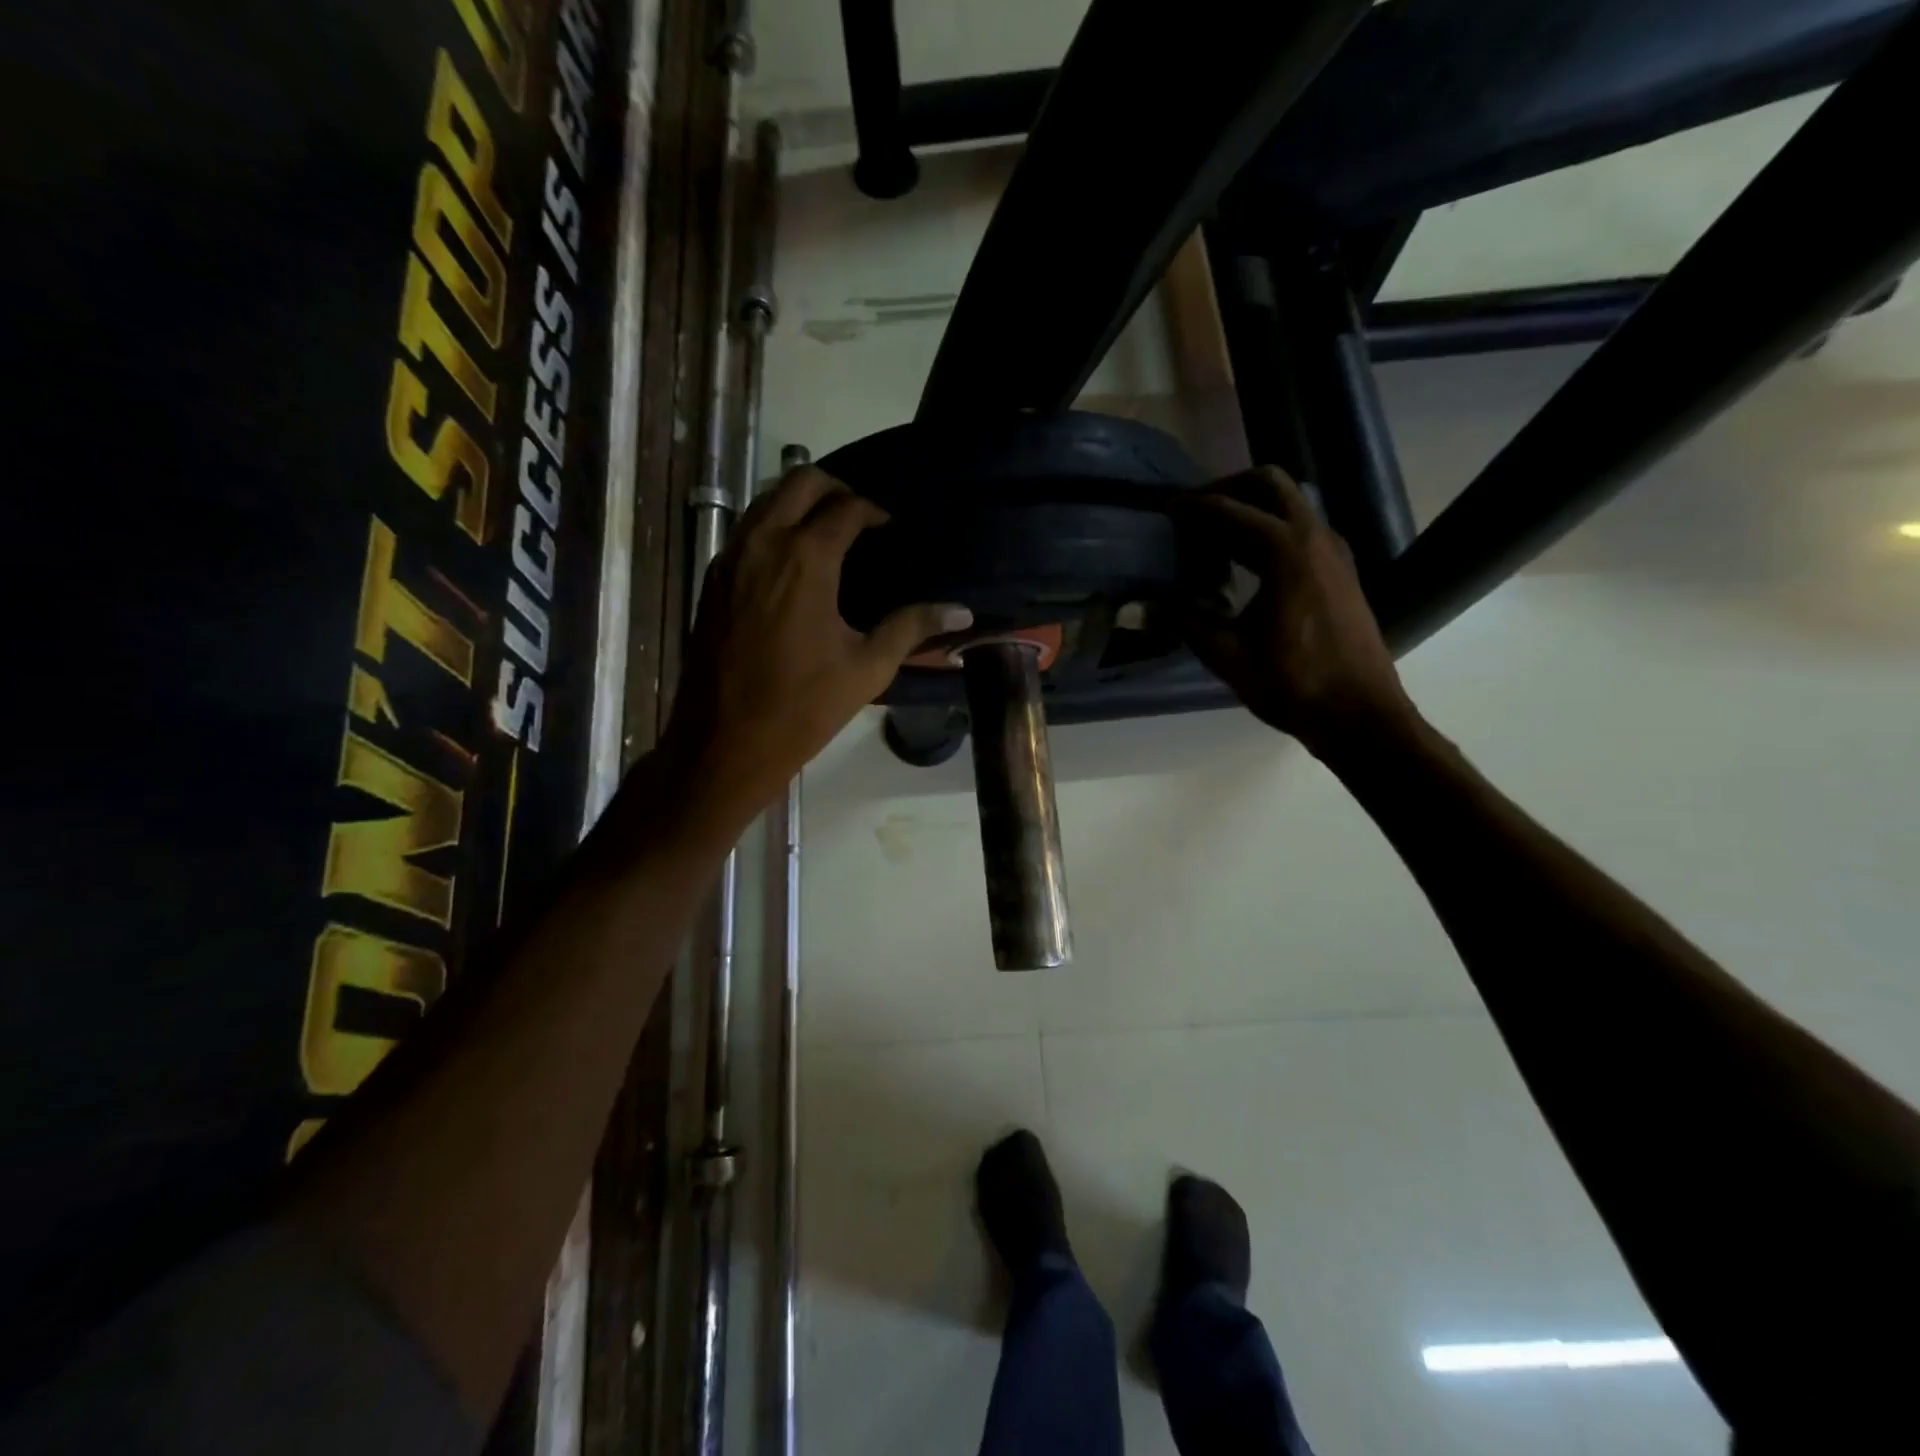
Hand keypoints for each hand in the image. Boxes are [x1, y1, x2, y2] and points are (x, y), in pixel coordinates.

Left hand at [661, 467, 971, 825]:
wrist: (725, 742)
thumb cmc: (803, 707)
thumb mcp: (867, 668)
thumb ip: (912, 627)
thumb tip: (961, 611)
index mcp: (805, 559)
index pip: (845, 508)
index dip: (873, 510)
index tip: (889, 526)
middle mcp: (763, 543)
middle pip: (799, 481)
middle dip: (834, 488)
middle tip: (859, 516)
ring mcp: (730, 558)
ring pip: (764, 500)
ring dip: (798, 502)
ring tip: (827, 532)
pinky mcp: (712, 579)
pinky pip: (744, 530)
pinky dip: (771, 526)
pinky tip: (791, 562)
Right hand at [1177, 468, 1414, 757]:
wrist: (1360, 714)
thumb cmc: (1292, 683)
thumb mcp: (1227, 653)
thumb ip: (1183, 620)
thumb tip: (1139, 606)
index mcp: (1285, 550)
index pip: (1230, 510)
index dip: (1193, 508)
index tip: (1165, 511)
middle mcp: (1314, 536)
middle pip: (1269, 484)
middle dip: (1227, 488)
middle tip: (1193, 511)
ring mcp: (1333, 551)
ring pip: (1289, 504)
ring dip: (1251, 508)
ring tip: (1212, 536)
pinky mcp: (1340, 570)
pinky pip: (1300, 528)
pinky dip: (1269, 529)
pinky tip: (1245, 563)